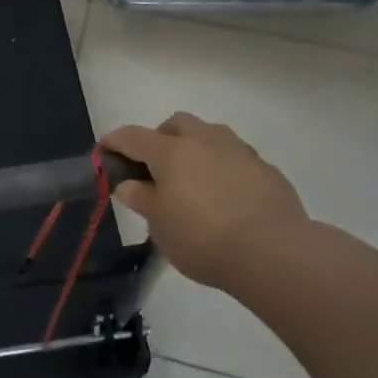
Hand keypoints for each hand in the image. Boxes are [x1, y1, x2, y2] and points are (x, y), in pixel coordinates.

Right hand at [102, 113, 311, 291]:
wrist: (274, 252)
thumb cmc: (202, 238)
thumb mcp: (160, 225)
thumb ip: (143, 199)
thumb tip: (130, 184)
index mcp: (172, 151)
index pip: (133, 136)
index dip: (114, 142)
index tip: (103, 152)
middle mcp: (205, 140)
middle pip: (176, 124)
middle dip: (160, 138)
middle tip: (154, 168)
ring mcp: (239, 151)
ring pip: (210, 136)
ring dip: (195, 149)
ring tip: (192, 182)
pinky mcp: (266, 169)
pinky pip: (235, 158)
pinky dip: (222, 169)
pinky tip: (224, 197)